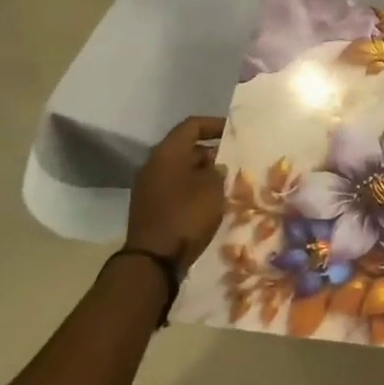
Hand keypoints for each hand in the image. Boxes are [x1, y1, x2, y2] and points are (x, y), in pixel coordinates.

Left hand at [127, 116, 225, 270]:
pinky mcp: (150, 207)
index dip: (214, 124)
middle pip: (185, 147)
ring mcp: (148, 187)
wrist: (154, 260)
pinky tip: (211, 200)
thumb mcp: (212, 189)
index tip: (234, 131)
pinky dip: (193, 188)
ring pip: (180, 169)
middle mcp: (153, 165)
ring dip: (202, 172)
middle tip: (234, 159)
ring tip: (226, 181)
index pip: (192, 125)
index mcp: (167, 153)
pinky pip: (175, 187)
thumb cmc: (186, 215)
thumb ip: (217, 171)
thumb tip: (215, 166)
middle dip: (211, 151)